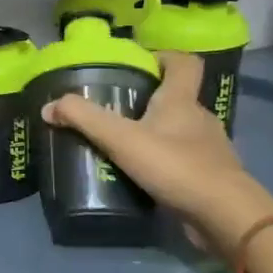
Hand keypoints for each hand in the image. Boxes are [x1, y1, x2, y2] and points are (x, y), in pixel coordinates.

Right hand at [43, 51, 272, 254]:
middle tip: (113, 109)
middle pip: (175, 98)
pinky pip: (181, 160)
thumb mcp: (121, 139)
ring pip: (177, 131)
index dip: (163, 57)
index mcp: (181, 101)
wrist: (224, 215)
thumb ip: (84, 119)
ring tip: (121, 146)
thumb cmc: (175, 166)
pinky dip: (162, 162)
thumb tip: (48, 107)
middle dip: (146, 100)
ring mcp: (207, 149)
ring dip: (153, 134)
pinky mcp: (208, 176)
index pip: (183, 63)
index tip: (138, 64)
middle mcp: (199, 119)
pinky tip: (141, 176)